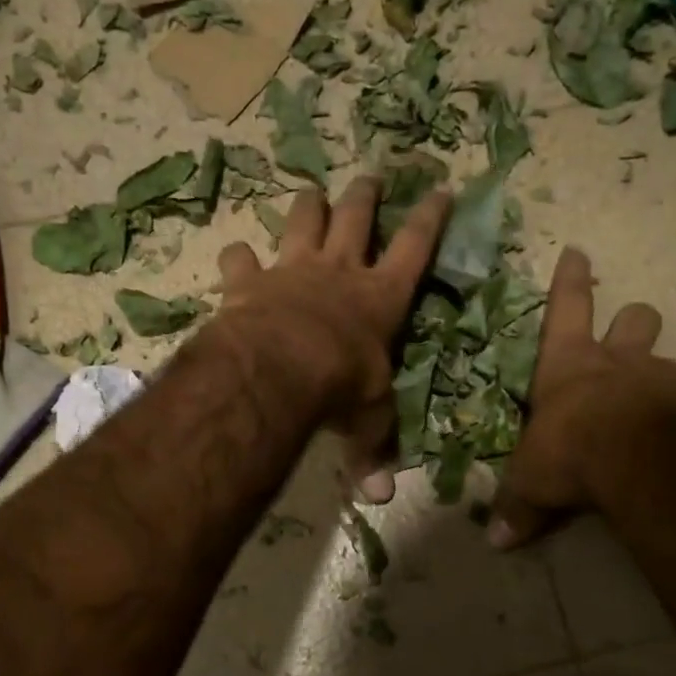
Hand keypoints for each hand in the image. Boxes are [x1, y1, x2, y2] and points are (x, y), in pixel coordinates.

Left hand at [216, 175, 451, 502]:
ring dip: (308, 205)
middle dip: (367, 195)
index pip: (416, 247)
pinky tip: (234, 255)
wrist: (280, 367)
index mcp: (381, 297)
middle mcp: (340, 272)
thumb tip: (379, 499)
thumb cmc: (339, 386)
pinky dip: (237, 257)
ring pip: (303, 220)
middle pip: (357, 218)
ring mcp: (293, 270)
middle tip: (372, 176)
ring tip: (311, 191)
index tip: (441, 189)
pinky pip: (240, 259)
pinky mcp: (250, 281)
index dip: (431, 218)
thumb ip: (372, 449)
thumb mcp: (366, 418)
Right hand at [489, 247, 675, 547]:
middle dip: (631, 322)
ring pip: (666, 359)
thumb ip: (517, 507)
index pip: (567, 308)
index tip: (578, 251)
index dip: (570, 281)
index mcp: (570, 365)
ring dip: (656, 377)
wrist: (642, 463)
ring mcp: (664, 379)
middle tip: (627, 339)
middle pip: (635, 318)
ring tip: (649, 410)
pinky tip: (675, 442)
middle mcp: (620, 362)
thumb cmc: (571, 452)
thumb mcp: (532, 483)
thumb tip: (496, 542)